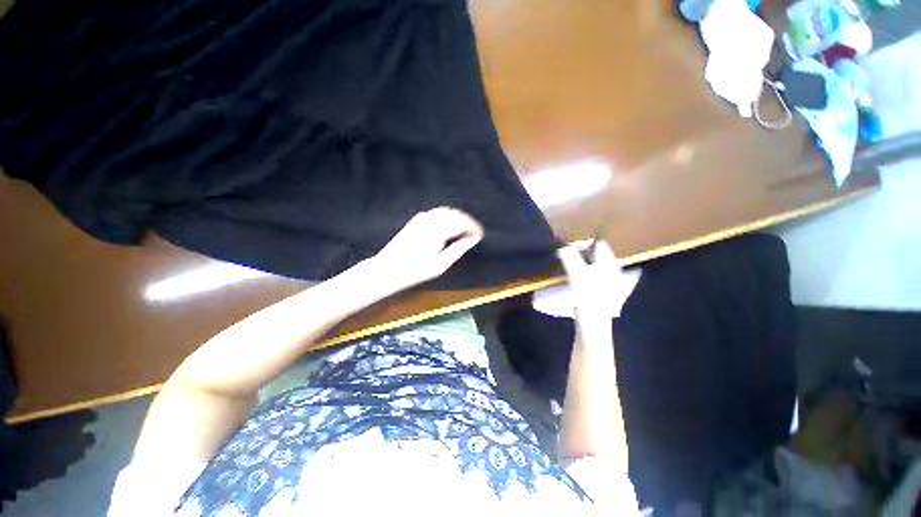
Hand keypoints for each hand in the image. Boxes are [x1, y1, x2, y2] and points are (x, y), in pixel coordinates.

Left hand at [371, 207, 483, 291]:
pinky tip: (449, 228)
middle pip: (456, 214)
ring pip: (447, 211)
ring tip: (463, 232)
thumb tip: (473, 239)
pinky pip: (437, 212)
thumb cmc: (415, 271)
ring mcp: (422, 218)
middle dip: (468, 222)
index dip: (474, 228)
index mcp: (438, 230)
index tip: (480, 236)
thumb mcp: (441, 265)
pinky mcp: (416, 219)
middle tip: (474, 235)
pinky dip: (447, 217)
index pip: (463, 222)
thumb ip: (459, 249)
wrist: (388, 269)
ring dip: (458, 218)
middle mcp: (430, 219)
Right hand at [557, 240, 640, 326]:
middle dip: (578, 253)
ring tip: (566, 267)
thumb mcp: (576, 272)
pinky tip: (572, 280)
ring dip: (578, 263)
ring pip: (592, 265)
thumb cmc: (587, 294)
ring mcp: (608, 280)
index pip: (597, 243)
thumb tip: (563, 247)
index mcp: (609, 262)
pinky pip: (591, 274)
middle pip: (595, 254)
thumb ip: (569, 256)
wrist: (594, 322)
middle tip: (564, 257)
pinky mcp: (602, 290)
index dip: (581, 243)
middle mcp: (612, 269)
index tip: (566, 249)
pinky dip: (581, 272)